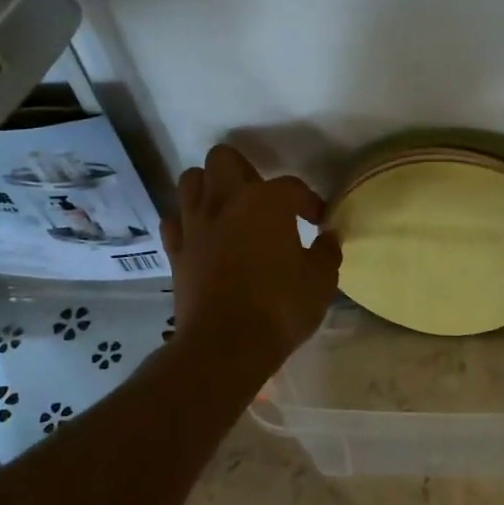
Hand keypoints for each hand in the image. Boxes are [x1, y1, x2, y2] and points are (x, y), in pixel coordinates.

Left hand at [161, 145, 340, 377]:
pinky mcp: (175, 250)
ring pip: (191, 180)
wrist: (225, 346)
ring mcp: (194, 224)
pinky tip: (203, 236)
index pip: (292, 187)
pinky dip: (187, 221)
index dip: (308, 201)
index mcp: (266, 202)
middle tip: (263, 200)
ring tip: (229, 210)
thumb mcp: (320, 282)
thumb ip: (326, 253)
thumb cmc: (280, 308)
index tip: (318, 221)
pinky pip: (174, 219)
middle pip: (224, 159)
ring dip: (210, 187)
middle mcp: (225, 201)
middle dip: (245, 171)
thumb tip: (328, 237)